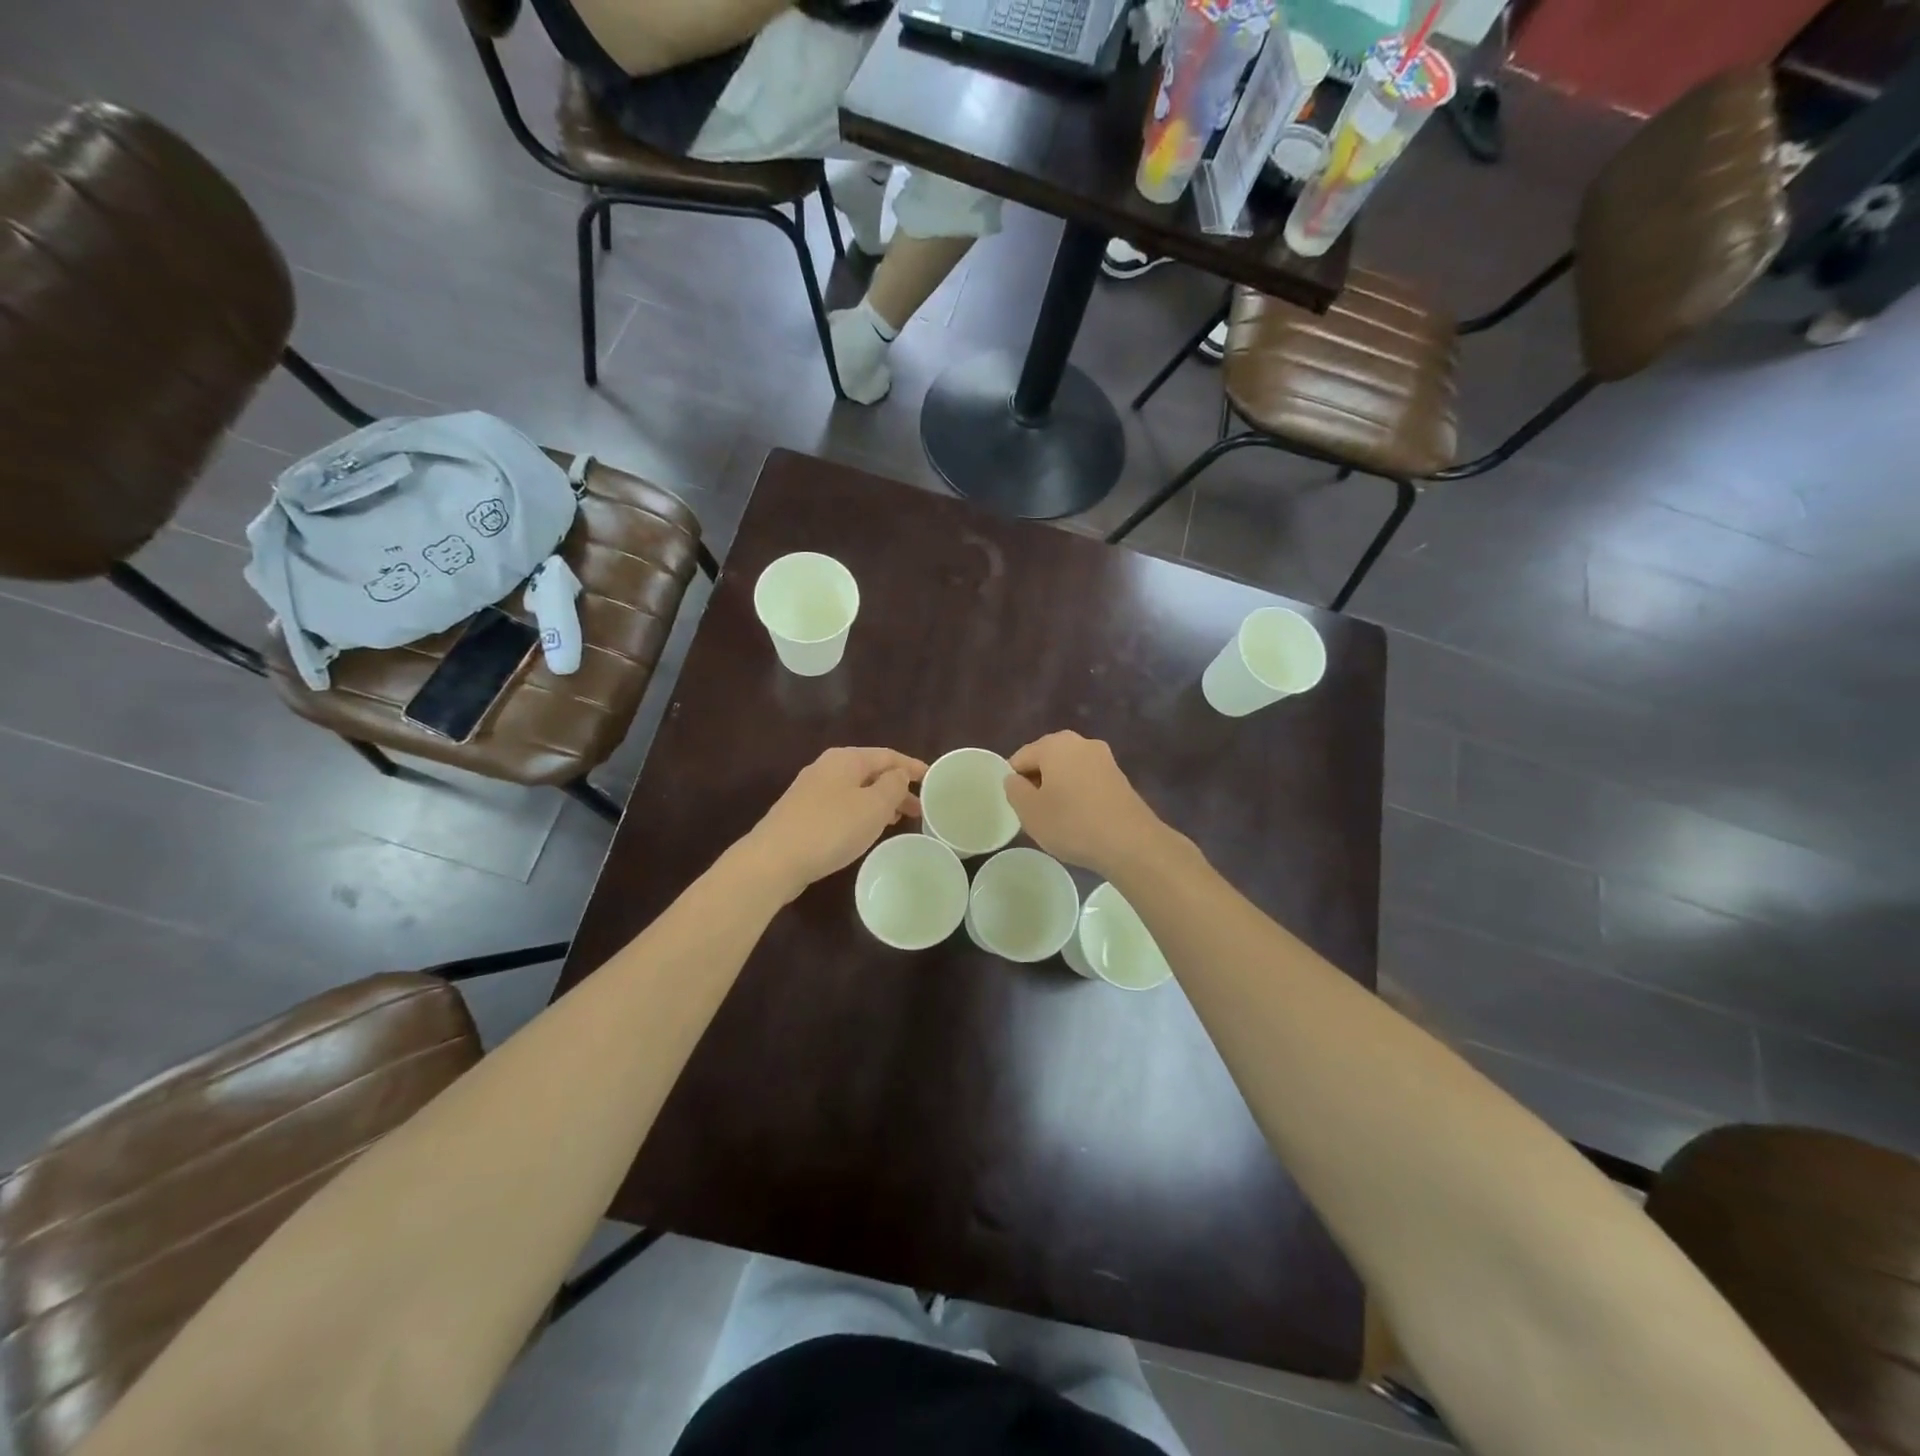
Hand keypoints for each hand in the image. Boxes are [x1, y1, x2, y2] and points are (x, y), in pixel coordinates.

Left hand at [745, 747, 926, 900]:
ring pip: (856, 790)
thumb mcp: (873, 806)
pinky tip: (866, 830)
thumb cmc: (831, 828)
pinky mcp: (802, 814)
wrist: (774, 860)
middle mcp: (827, 767)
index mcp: (846, 759)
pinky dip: (861, 813)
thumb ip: (893, 785)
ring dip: (879, 802)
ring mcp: (811, 791)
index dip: (912, 767)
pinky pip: (841, 806)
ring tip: (898, 820)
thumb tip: (898, 775)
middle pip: (870, 772)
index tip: (932, 779)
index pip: (888, 755)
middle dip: (896, 788)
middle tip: (919, 808)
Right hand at [1003, 732, 1174, 879]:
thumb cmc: (1072, 824)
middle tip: (1036, 813)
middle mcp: (1080, 742)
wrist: (1130, 842)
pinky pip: (1087, 780)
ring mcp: (1104, 758)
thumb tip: (1014, 779)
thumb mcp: (1030, 811)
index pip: (1020, 758)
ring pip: (1068, 770)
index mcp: (1054, 744)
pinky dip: (1079, 794)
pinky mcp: (1119, 776)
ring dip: (1059, 789)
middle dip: (1038, 782)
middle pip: (1046, 759)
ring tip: (1059, 818)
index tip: (1019, 807)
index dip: (1014, 782)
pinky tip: (1081, 818)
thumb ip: (1014, 790)